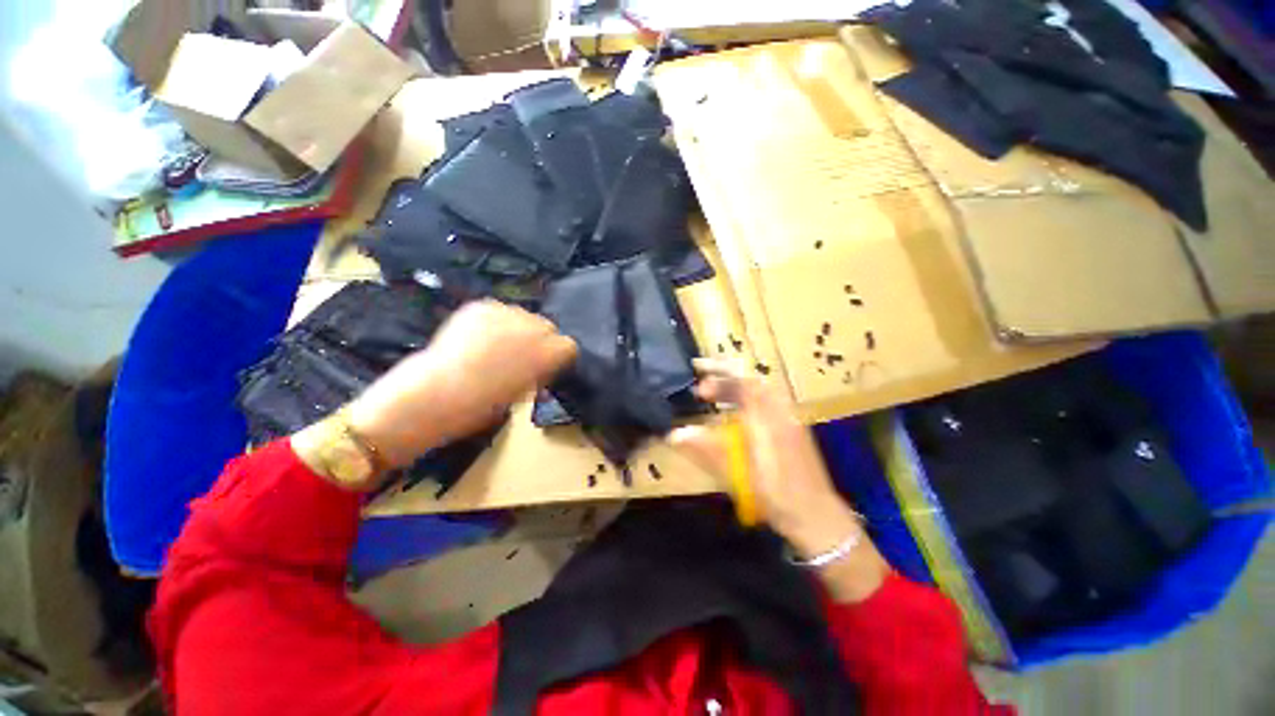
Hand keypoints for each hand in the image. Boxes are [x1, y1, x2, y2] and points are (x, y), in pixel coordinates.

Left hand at [346, 300, 576, 469]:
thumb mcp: (524, 394)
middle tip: (520, 357)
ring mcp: (507, 312)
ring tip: (495, 347)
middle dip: (539, 340)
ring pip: (523, 316)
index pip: (568, 346)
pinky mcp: (482, 306)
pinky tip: (479, 338)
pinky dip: (494, 322)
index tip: (545, 367)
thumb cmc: (484, 405)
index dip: (557, 357)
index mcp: (549, 352)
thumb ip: (540, 374)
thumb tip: (542, 368)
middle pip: (548, 327)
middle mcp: (534, 326)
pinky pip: (498, 311)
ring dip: (517, 329)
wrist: (436, 393)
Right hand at [670, 359, 889, 601]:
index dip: (719, 376)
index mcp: (767, 418)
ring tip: (716, 393)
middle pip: (752, 380)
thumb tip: (674, 434)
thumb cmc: (775, 495)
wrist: (817, 515)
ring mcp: (789, 419)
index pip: (743, 382)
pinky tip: (738, 411)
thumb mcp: (738, 474)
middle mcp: (779, 411)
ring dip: (737, 385)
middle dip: (726, 374)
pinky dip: (748, 397)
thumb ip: (707, 450)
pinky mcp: (793, 428)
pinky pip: (768, 401)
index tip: (698, 383)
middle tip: (702, 379)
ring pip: (761, 389)